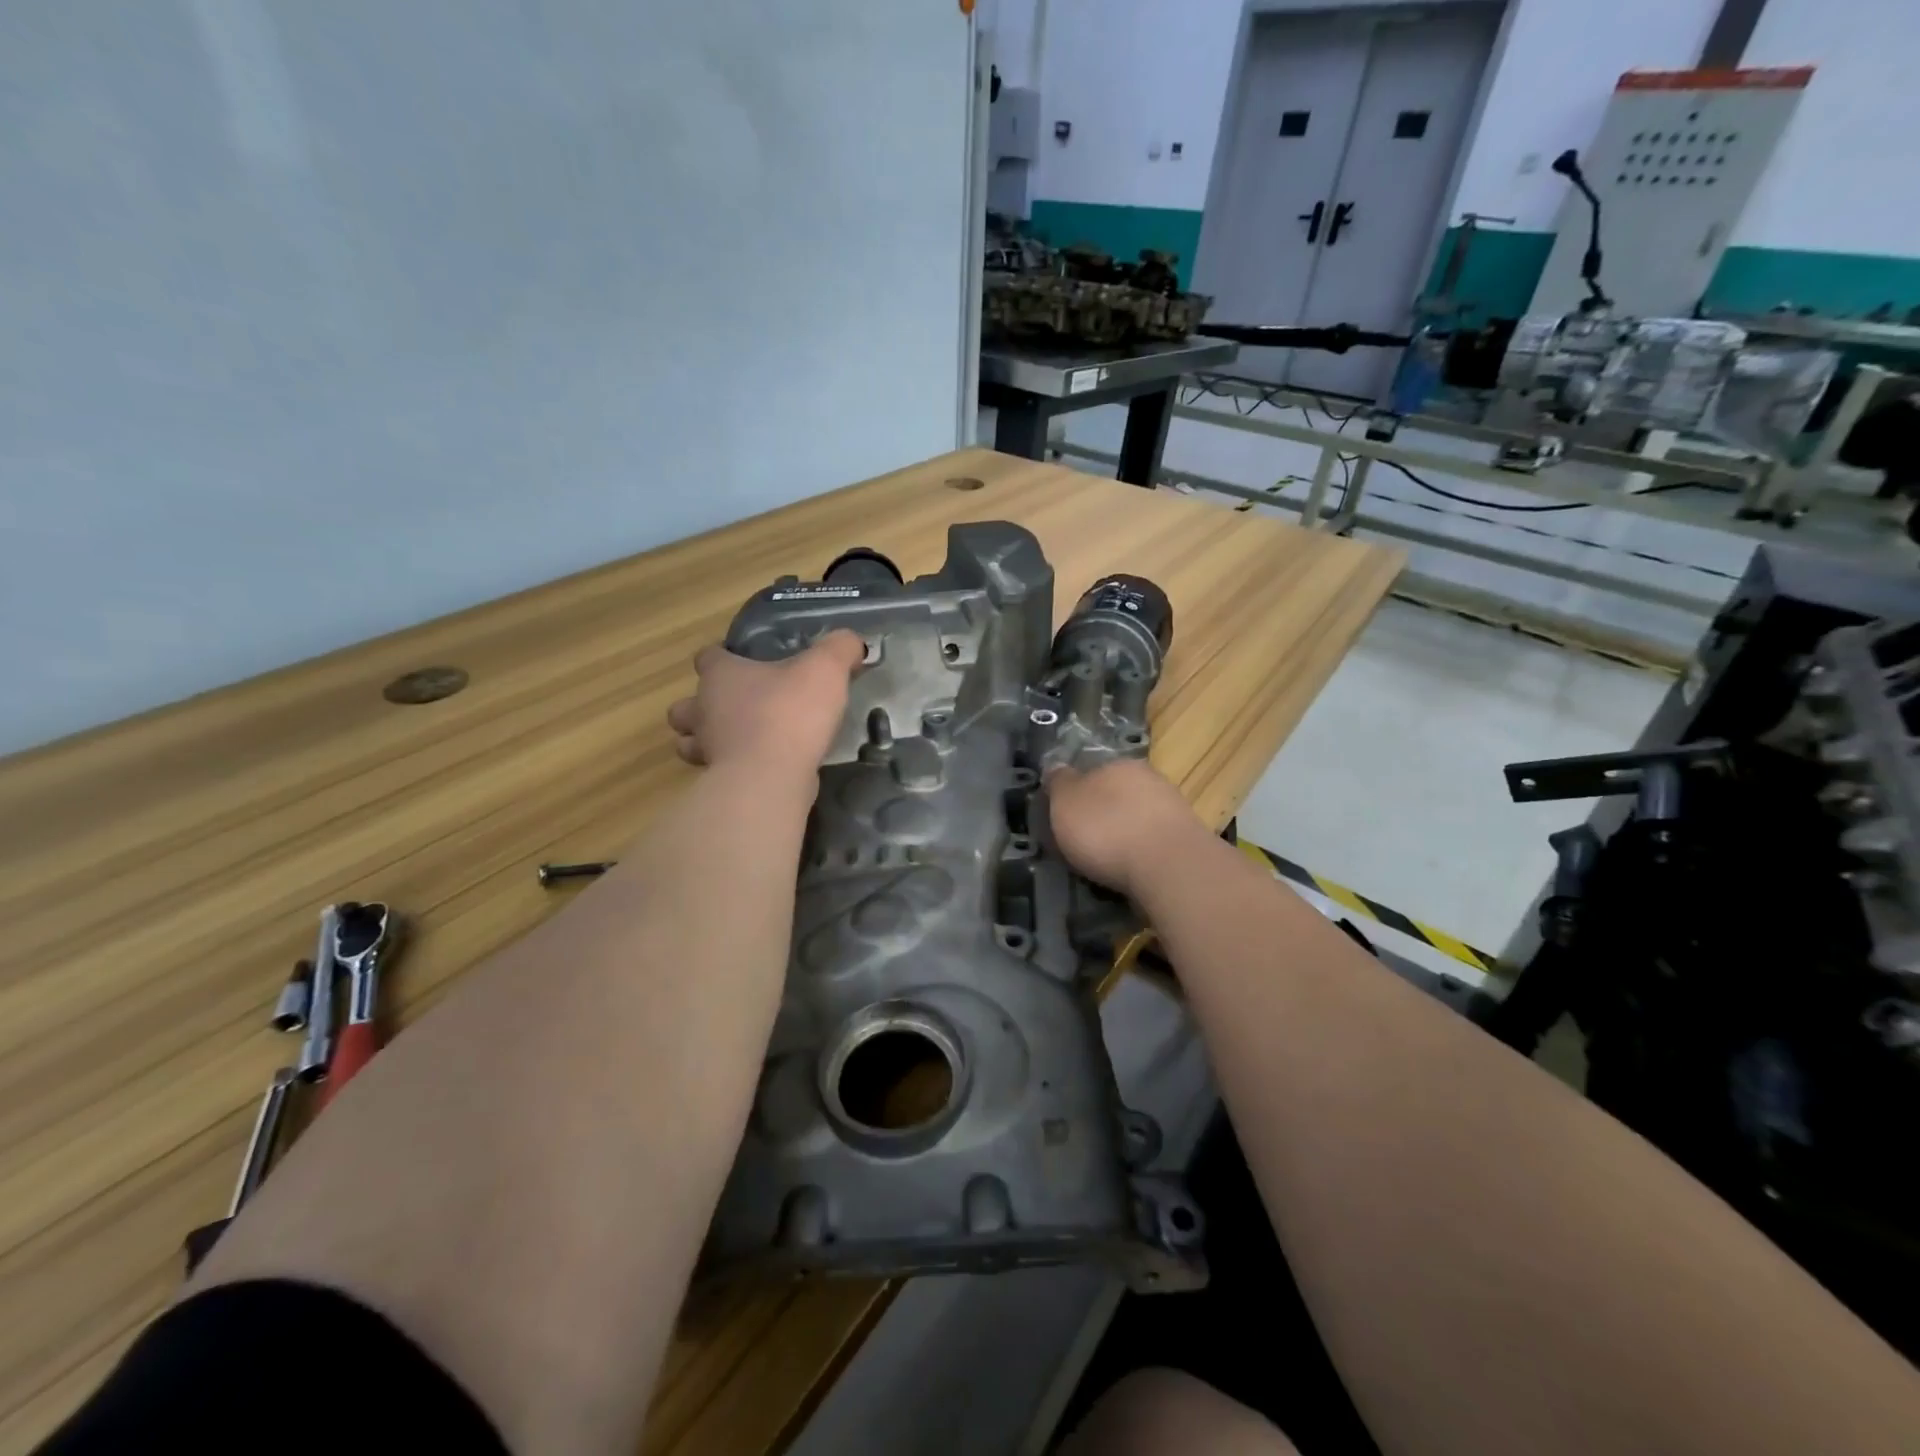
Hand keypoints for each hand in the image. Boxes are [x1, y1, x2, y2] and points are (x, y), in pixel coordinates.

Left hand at [666, 631, 864, 780]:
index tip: (743, 662)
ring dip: (707, 740)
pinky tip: (757, 767)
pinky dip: (729, 768)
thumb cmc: (790, 713)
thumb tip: (853, 642)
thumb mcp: (826, 668)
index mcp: (721, 675)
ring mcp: (707, 749)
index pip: (707, 657)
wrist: (771, 777)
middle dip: (703, 706)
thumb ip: (839, 649)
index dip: (722, 657)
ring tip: (740, 741)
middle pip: (687, 704)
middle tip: (738, 708)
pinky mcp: (717, 781)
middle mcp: (703, 709)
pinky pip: (716, 770)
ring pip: (690, 742)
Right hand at [1046, 758, 1205, 900]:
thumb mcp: (1065, 802)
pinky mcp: (1188, 839)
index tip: (1066, 818)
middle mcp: (1148, 778)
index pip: (1092, 771)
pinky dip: (1141, 853)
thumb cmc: (1107, 829)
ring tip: (1108, 862)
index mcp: (1117, 763)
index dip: (1076, 794)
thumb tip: (1057, 767)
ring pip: (1138, 817)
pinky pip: (1153, 842)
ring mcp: (1173, 808)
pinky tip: (1132, 870)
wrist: (1169, 866)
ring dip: (1124, 834)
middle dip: (1103, 814)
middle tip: (1085, 841)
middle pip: (1117, 793)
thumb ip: (1059, 783)